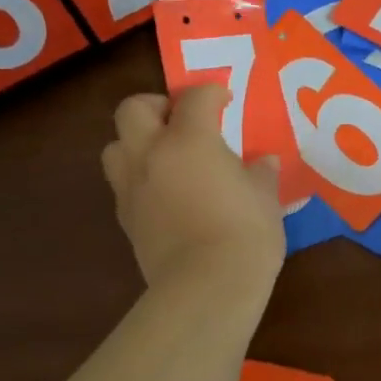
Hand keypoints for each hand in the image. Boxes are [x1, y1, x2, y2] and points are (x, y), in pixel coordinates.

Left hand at [101, 85, 284, 289]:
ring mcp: (132, 187)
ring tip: (165, 155)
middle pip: (133, 109)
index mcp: (189, 140)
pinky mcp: (125, 219)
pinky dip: (139, 178)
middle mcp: (151, 154)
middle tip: (181, 119)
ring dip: (136, 142)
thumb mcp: (265, 198)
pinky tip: (165, 193)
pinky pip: (123, 183)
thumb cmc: (245, 234)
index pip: (194, 97)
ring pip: (115, 145)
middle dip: (156, 105)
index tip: (225, 100)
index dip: (211, 92)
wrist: (206, 288)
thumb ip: (260, 173)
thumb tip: (262, 162)